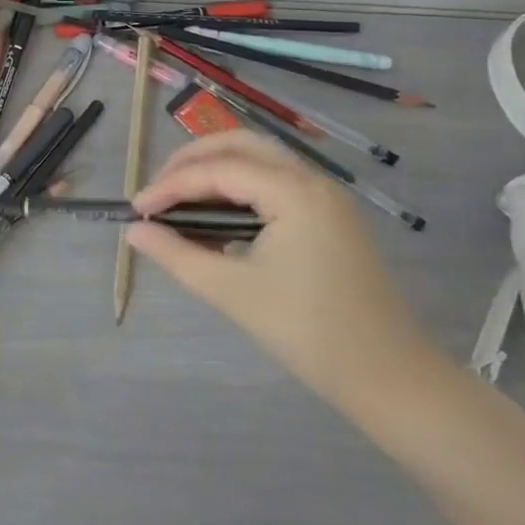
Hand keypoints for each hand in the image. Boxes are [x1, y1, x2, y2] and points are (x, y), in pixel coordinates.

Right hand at [127, 132, 443, 409]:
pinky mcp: (330, 216)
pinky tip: (217, 215)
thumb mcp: (232, 291)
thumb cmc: (308, 333)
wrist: (390, 379)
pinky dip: (240, 187)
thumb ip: (177, 255)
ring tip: (179, 199)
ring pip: (259, 160)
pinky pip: (276, 182)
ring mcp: (326, 197)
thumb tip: (134, 232)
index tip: (136, 209)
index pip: (217, 170)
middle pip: (240, 145)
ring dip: (216, 170)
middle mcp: (312, 181)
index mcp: (293, 192)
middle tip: (157, 192)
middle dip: (192, 161)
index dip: (170, 185)